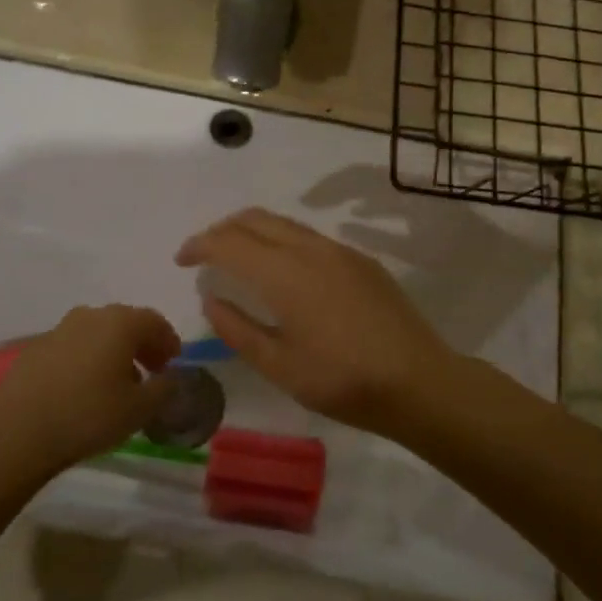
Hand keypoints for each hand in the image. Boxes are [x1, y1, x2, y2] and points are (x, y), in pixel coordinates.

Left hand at [0, 305, 181, 474]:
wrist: (18, 432)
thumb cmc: (89, 415)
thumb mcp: (140, 408)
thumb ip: (165, 388)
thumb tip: (172, 377)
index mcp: (120, 322)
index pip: (154, 321)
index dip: (168, 341)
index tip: (173, 363)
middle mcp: (90, 315)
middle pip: (125, 323)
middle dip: (142, 345)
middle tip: (151, 371)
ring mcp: (59, 330)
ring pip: (97, 333)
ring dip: (113, 351)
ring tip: (117, 383)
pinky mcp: (35, 349)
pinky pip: (73, 347)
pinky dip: (86, 359)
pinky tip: (84, 389)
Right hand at [175, 209, 454, 433]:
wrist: (418, 381)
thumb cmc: (342, 381)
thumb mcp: (279, 366)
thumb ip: (238, 329)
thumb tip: (211, 300)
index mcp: (285, 273)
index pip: (229, 242)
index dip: (199, 245)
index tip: (182, 260)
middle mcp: (310, 249)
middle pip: (255, 219)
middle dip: (222, 230)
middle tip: (204, 254)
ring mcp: (340, 251)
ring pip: (284, 223)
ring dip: (253, 232)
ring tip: (237, 258)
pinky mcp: (361, 261)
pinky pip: (309, 237)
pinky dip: (281, 241)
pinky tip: (282, 271)